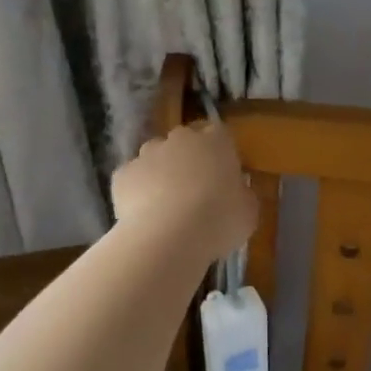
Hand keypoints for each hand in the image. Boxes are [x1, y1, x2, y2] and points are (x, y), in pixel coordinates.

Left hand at [111, 121, 257, 258]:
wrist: (168, 237)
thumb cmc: (218, 220)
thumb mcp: (248, 211)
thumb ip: (242, 194)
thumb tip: (235, 192)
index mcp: (216, 142)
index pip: (218, 133)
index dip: (218, 152)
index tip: (221, 174)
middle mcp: (180, 139)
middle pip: (184, 142)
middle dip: (187, 159)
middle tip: (194, 190)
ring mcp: (147, 154)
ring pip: (154, 157)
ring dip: (160, 173)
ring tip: (165, 205)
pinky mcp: (122, 174)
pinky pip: (132, 179)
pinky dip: (136, 191)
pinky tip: (143, 216)